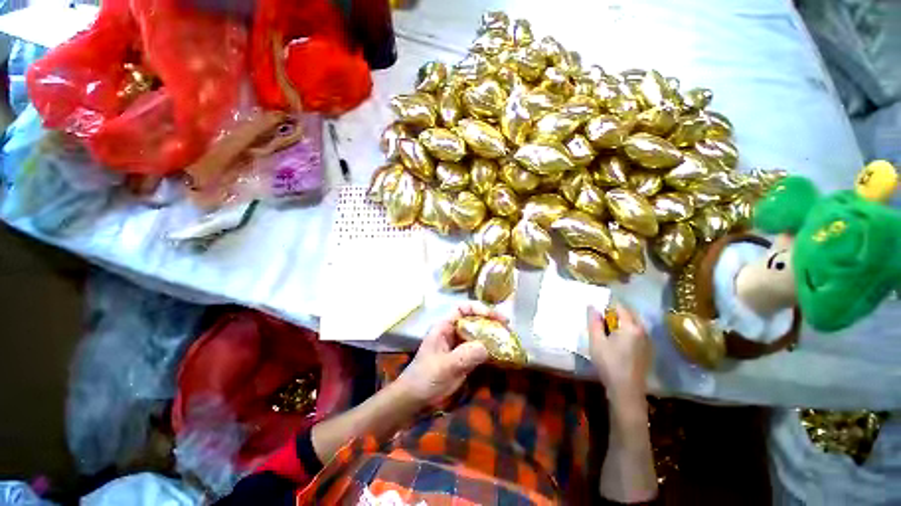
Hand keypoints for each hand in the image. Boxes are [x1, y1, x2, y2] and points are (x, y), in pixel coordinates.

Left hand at [397, 304, 500, 406]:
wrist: (415, 399)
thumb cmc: (425, 378)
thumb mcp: (445, 366)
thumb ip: (465, 356)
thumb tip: (487, 347)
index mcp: (444, 327)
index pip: (463, 309)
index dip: (478, 309)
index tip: (495, 317)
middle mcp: (453, 332)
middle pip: (473, 320)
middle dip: (489, 321)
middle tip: (507, 327)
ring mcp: (458, 345)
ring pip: (477, 334)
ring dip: (492, 335)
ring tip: (507, 339)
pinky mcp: (463, 358)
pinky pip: (478, 349)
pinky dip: (489, 350)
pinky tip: (501, 353)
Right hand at [587, 304, 651, 404]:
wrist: (626, 391)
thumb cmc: (609, 363)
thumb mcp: (596, 341)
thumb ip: (594, 321)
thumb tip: (592, 306)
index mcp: (631, 327)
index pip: (620, 307)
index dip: (607, 306)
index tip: (597, 311)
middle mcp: (643, 331)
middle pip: (629, 314)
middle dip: (615, 313)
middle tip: (601, 321)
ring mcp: (648, 341)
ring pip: (634, 324)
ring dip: (622, 323)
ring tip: (608, 331)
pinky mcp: (648, 351)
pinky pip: (638, 334)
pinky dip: (628, 332)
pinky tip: (618, 343)